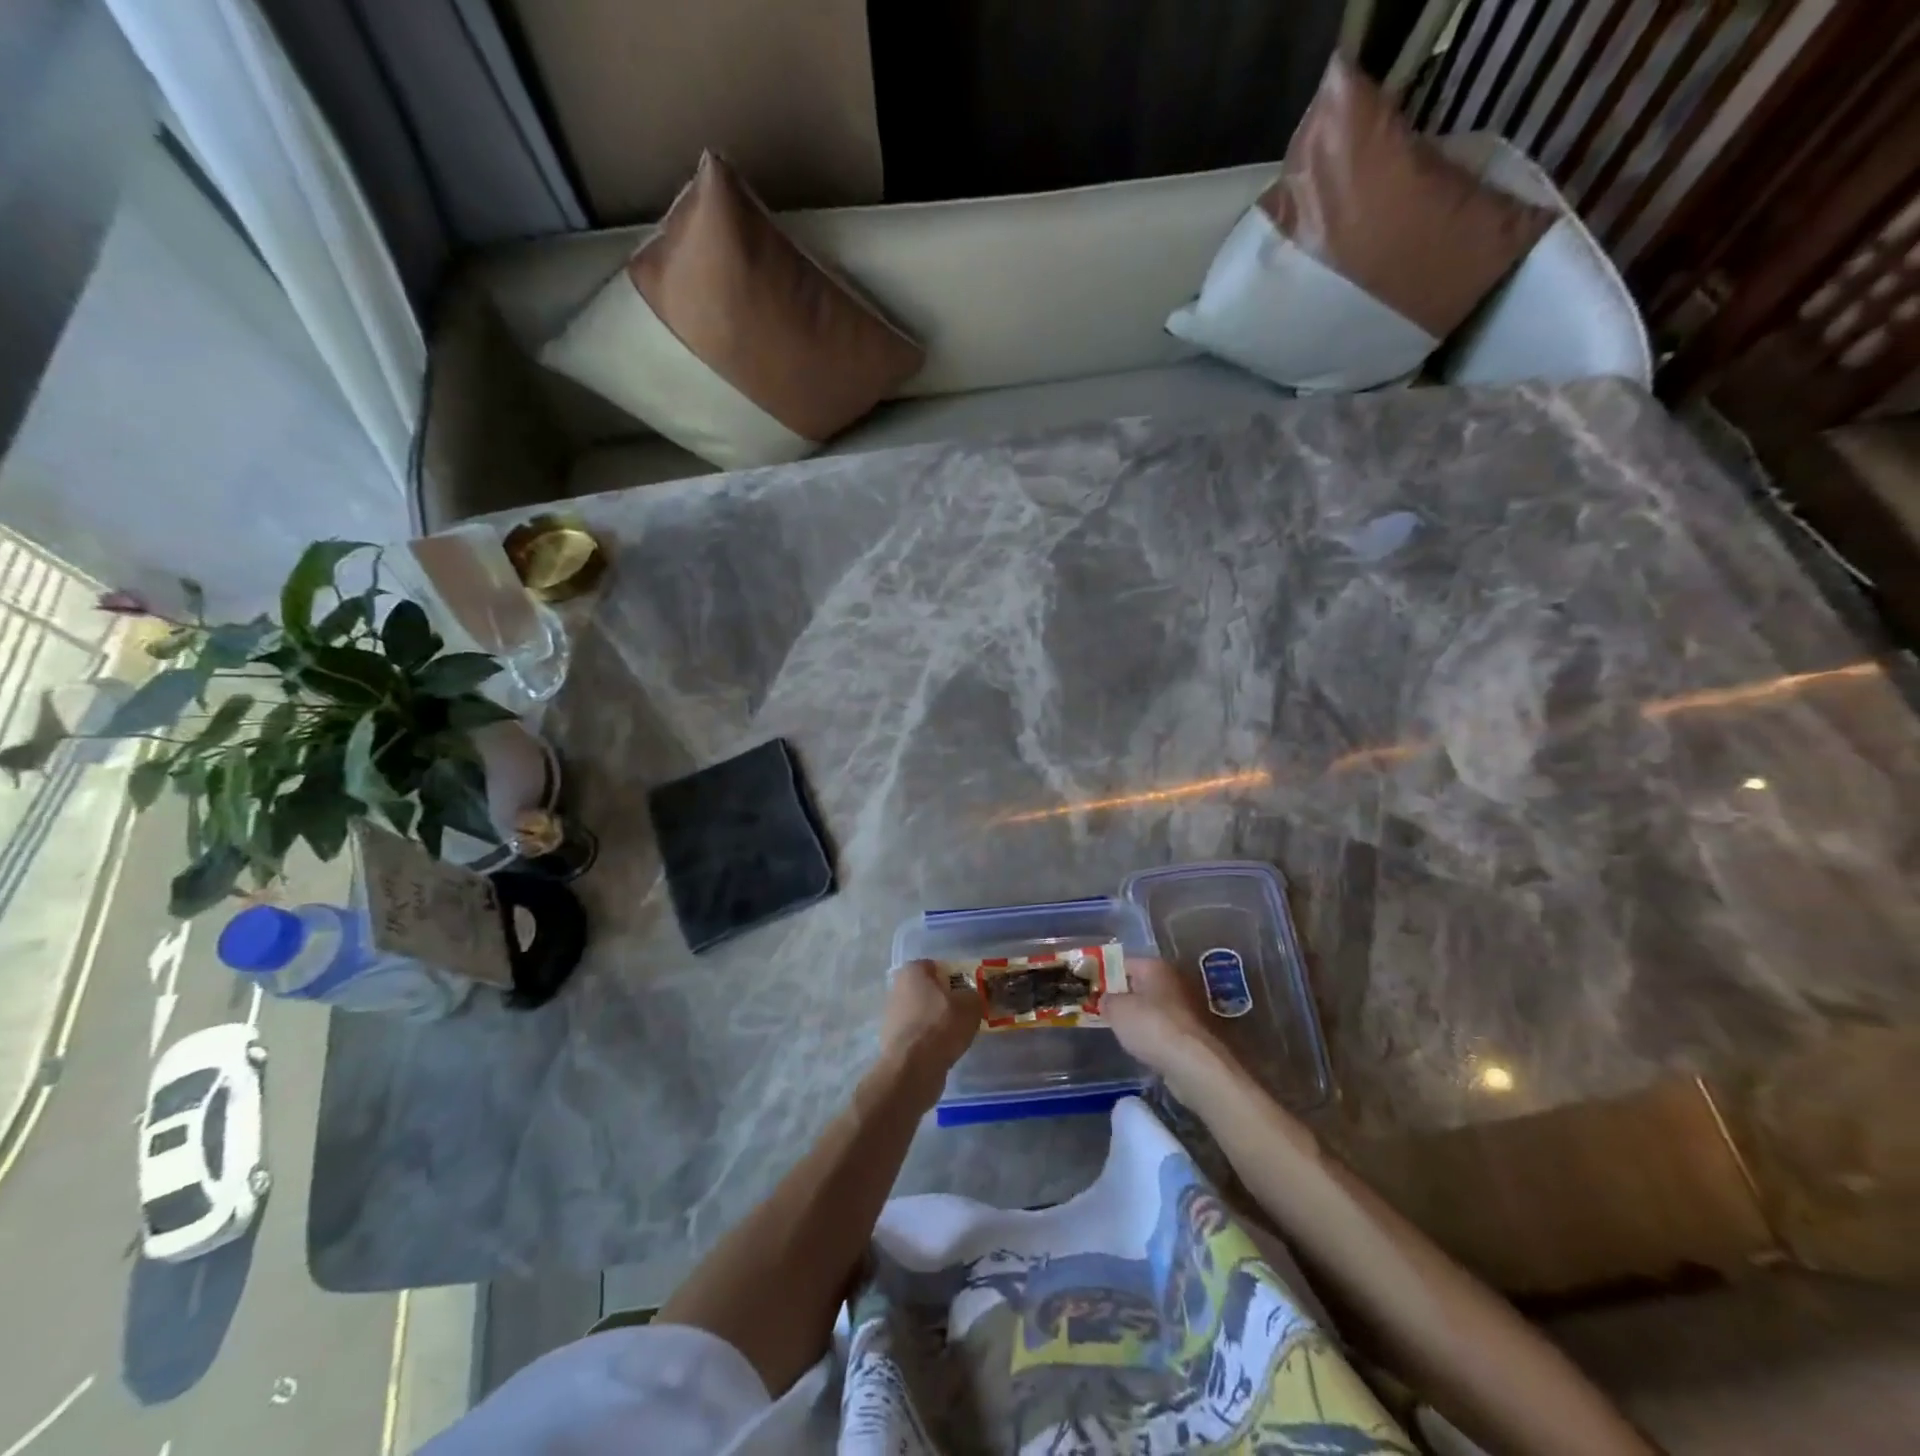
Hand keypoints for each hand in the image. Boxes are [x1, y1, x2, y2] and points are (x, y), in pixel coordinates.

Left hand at [877, 960, 979, 1107]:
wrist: (913, 1068)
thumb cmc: (941, 1025)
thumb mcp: (971, 1005)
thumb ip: (974, 996)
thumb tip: (971, 999)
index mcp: (912, 971)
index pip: (937, 967)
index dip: (955, 978)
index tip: (968, 993)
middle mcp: (897, 988)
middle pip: (928, 991)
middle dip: (945, 1001)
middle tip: (965, 1014)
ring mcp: (892, 1016)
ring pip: (923, 1014)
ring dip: (937, 1022)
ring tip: (956, 1036)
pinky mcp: (892, 1041)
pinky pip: (918, 1035)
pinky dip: (929, 1041)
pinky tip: (943, 1051)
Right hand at [1105, 956, 1231, 1099]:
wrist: (1194, 1064)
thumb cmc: (1151, 1026)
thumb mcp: (1116, 1010)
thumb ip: (1106, 1000)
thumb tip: (1105, 1000)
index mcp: (1156, 966)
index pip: (1123, 963)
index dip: (1105, 976)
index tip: (1091, 991)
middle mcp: (1174, 980)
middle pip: (1140, 985)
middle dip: (1123, 997)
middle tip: (1103, 1012)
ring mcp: (1187, 1007)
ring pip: (1153, 1008)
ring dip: (1139, 1017)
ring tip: (1120, 1032)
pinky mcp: (1193, 1032)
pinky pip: (1165, 1028)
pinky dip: (1154, 1035)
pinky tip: (1142, 1047)